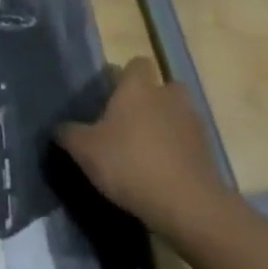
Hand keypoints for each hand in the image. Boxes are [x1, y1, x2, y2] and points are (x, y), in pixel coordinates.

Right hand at [56, 58, 230, 241]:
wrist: (187, 204)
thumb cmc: (129, 164)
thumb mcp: (85, 150)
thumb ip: (69, 134)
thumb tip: (60, 127)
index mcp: (138, 88)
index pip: (136, 64)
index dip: (125, 77)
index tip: (111, 96)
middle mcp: (168, 96)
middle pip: (161, 88)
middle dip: (150, 101)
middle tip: (129, 124)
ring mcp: (193, 123)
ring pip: (177, 115)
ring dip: (165, 127)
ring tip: (145, 152)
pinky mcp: (207, 152)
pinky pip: (188, 143)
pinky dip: (177, 152)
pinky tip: (161, 174)